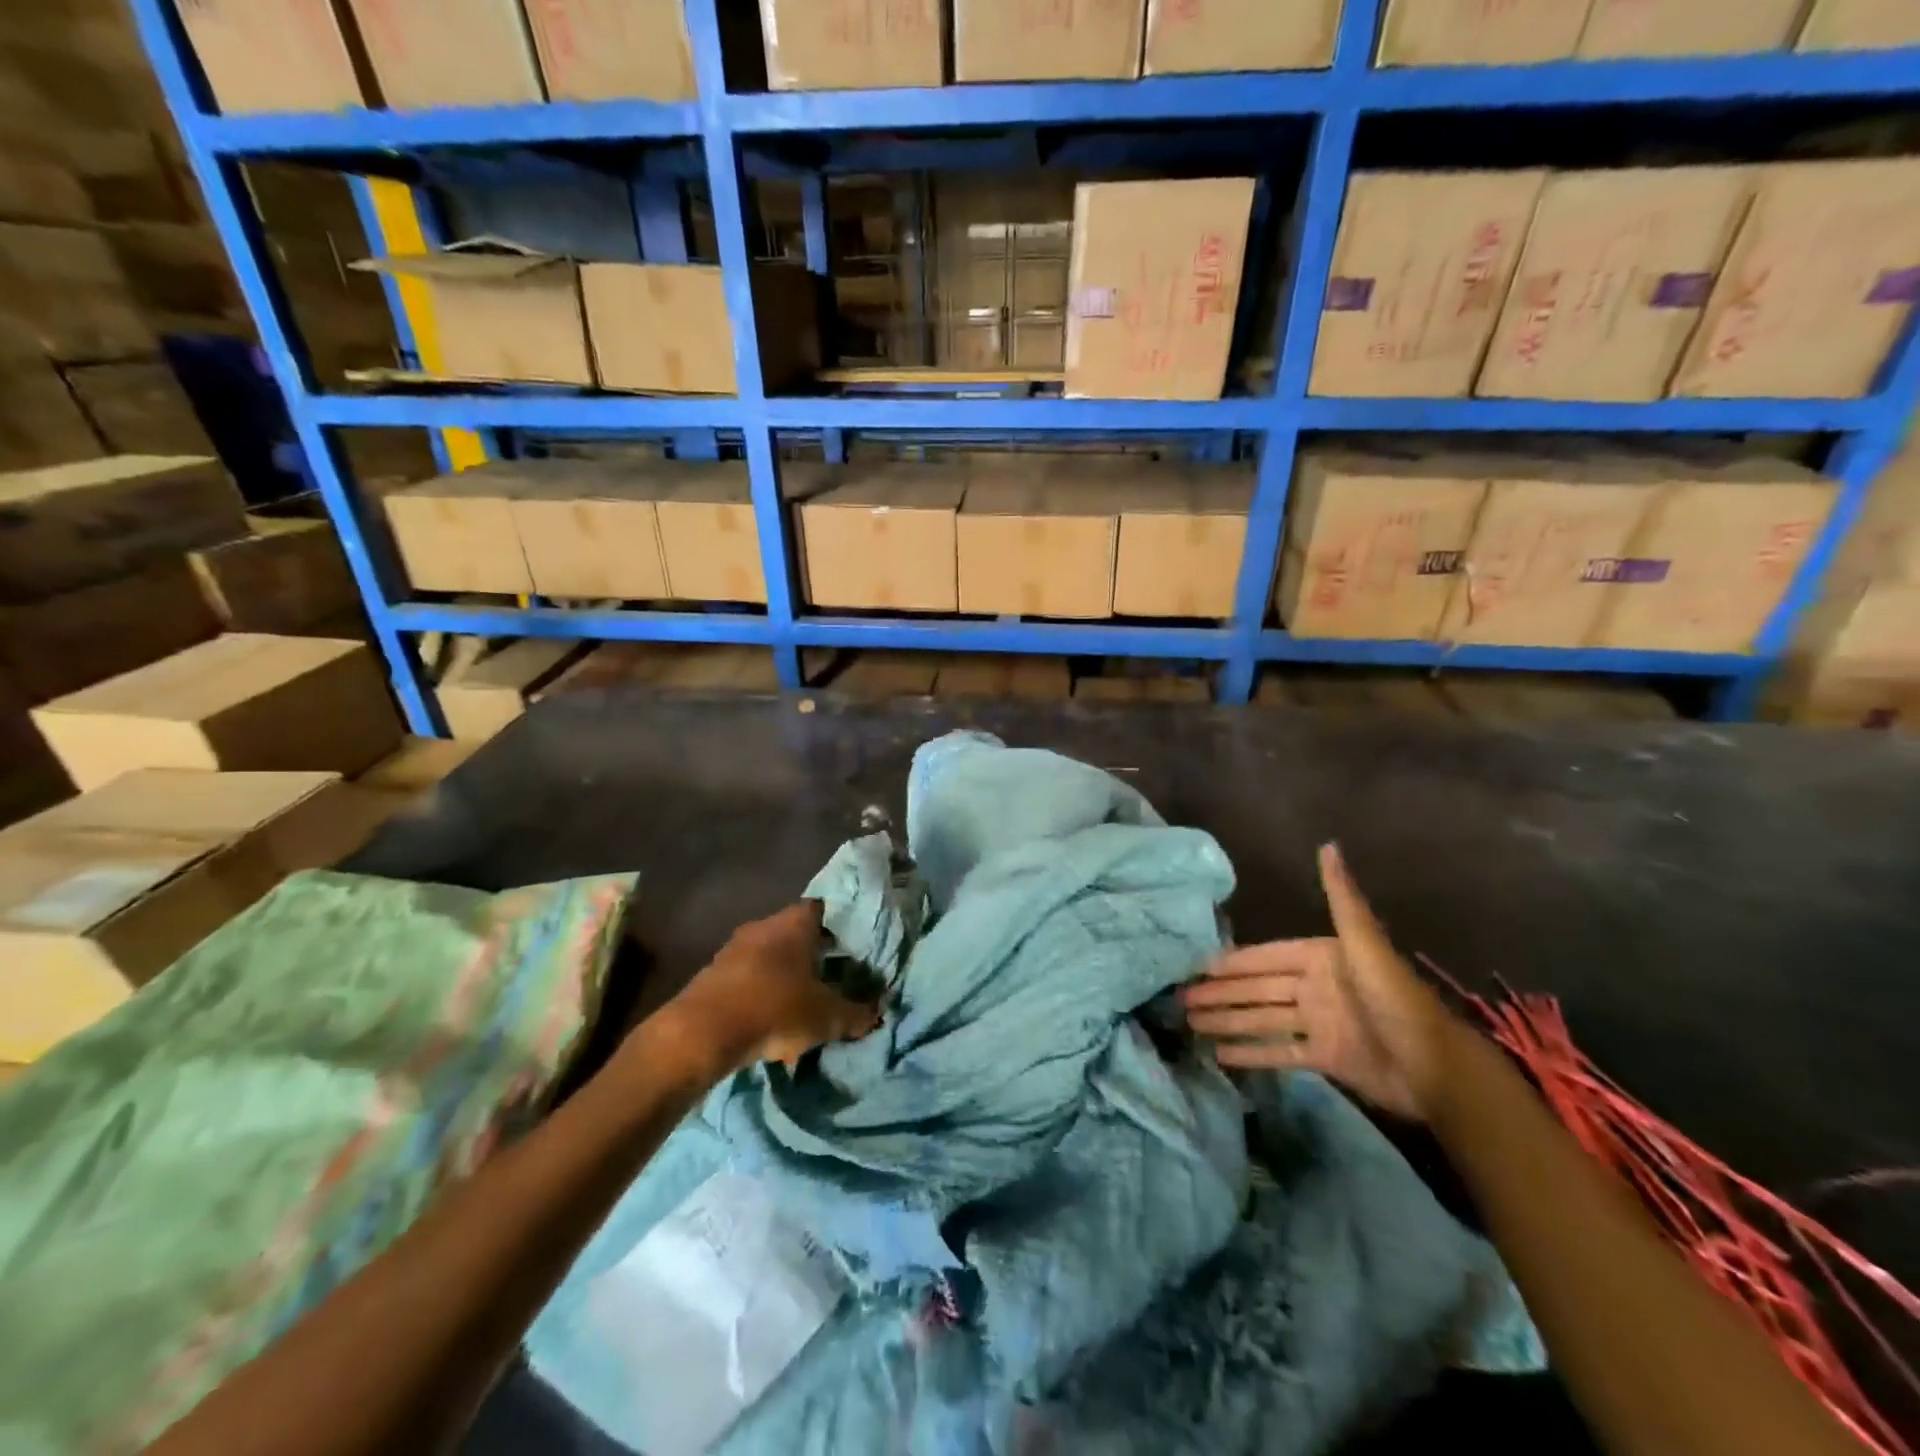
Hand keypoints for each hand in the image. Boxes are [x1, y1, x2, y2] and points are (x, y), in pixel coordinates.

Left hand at [667, 902, 881, 1073]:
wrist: (701, 1032)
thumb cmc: (775, 1009)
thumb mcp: (827, 1017)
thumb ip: (856, 1014)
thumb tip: (876, 1014)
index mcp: (795, 923)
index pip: (822, 909)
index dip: (837, 926)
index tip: (849, 948)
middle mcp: (763, 926)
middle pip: (794, 934)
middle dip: (810, 957)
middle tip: (829, 980)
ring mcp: (733, 948)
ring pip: (768, 959)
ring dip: (783, 980)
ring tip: (799, 1011)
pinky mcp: (711, 975)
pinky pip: (746, 981)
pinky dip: (759, 998)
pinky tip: (768, 1029)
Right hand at [1182, 843, 1460, 1121]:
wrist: (1437, 1068)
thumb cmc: (1394, 1000)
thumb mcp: (1363, 943)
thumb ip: (1341, 897)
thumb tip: (1328, 845)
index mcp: (1319, 958)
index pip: (1264, 957)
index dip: (1230, 962)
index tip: (1196, 966)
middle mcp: (1315, 987)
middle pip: (1257, 989)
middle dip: (1220, 993)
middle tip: (1179, 1000)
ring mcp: (1318, 1023)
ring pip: (1262, 1019)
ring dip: (1228, 1021)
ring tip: (1190, 1024)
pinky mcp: (1325, 1058)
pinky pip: (1280, 1051)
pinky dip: (1252, 1052)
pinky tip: (1220, 1054)